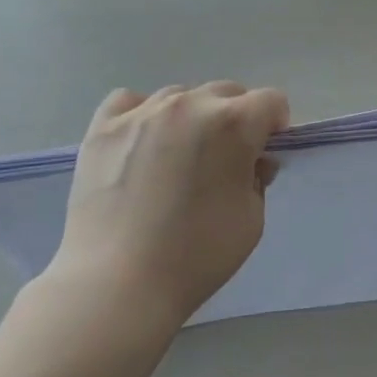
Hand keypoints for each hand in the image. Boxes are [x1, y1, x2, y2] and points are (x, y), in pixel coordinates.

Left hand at [48, 82, 289, 328]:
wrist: (118, 283)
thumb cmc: (197, 255)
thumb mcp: (252, 220)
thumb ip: (258, 179)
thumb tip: (252, 160)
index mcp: (233, 124)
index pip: (271, 101)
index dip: (274, 127)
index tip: (263, 154)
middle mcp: (189, 105)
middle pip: (226, 93)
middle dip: (235, 119)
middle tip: (224, 161)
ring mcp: (141, 112)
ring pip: (180, 96)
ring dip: (191, 118)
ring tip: (177, 158)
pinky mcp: (102, 127)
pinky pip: (131, 101)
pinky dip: (143, 115)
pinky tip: (141, 145)